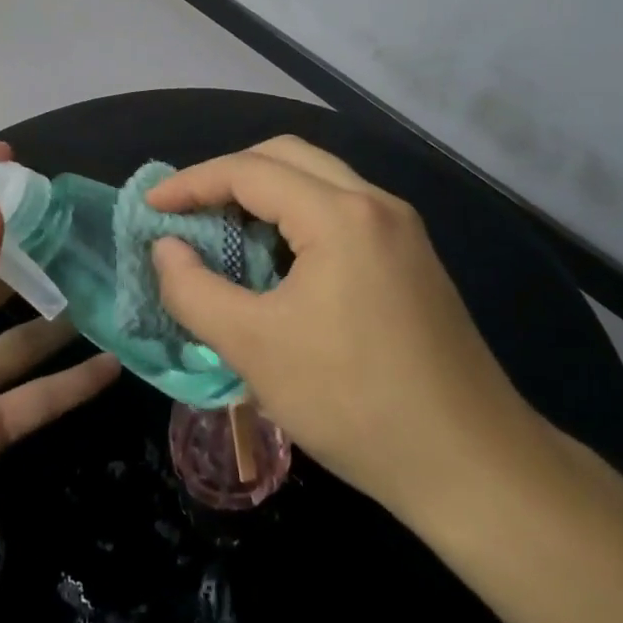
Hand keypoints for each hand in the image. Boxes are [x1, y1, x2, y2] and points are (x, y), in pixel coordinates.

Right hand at [148, 136, 547, 524]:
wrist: (471, 464)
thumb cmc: (353, 401)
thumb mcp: (255, 348)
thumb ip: (195, 291)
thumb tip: (166, 250)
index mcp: (340, 214)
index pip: (250, 171)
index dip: (192, 183)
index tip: (151, 206)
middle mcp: (376, 204)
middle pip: (288, 157)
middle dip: (229, 176)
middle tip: (188, 212)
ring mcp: (401, 230)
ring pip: (319, 182)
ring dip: (265, 196)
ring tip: (223, 233)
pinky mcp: (412, 260)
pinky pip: (342, 213)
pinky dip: (297, 220)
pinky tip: (277, 261)